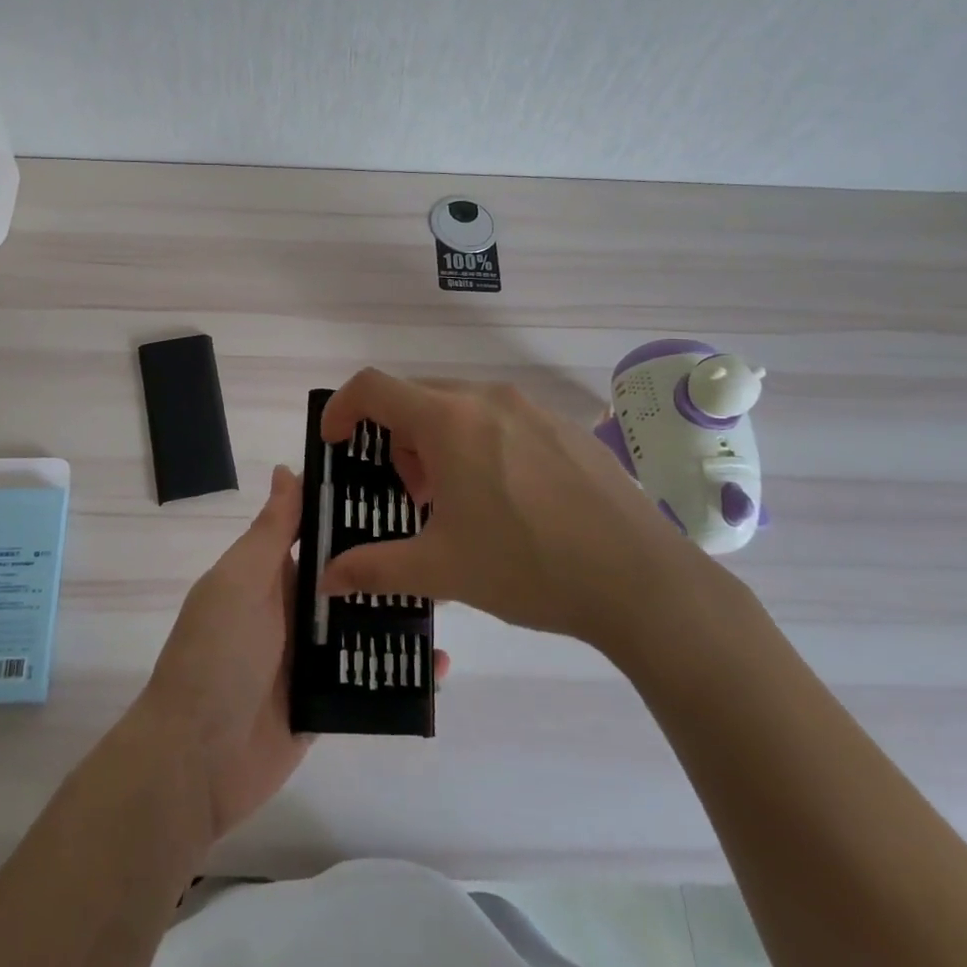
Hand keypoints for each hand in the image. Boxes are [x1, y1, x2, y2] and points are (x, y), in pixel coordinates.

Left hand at [134, 465, 451, 844]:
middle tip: (446, 542)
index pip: (319, 531)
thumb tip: (286, 469)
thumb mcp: (240, 582)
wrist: (195, 762)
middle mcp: (294, 609)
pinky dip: (402, 669)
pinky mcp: (328, 700)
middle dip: (389, 562)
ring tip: (453, 595)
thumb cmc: (216, 654)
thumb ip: (270, 530)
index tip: (404, 485)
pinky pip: (370, 676)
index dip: (354, 509)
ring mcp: (312, 657)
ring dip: (401, 613)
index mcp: (271, 574)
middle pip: (349, 577)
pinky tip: (440, 663)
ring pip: (365, 624)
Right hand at [315, 371, 704, 657]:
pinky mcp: (566, 427)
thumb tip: (326, 578)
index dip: (342, 407)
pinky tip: (508, 499)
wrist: (640, 579)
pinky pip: (502, 418)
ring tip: (458, 500)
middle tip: (409, 493)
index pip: (373, 387)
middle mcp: (488, 398)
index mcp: (449, 420)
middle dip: (397, 438)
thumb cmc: (528, 565)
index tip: (336, 442)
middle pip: (417, 397)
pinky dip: (481, 443)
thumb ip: (374, 569)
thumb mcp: (441, 569)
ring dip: (439, 441)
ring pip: (462, 407)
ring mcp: (532, 408)